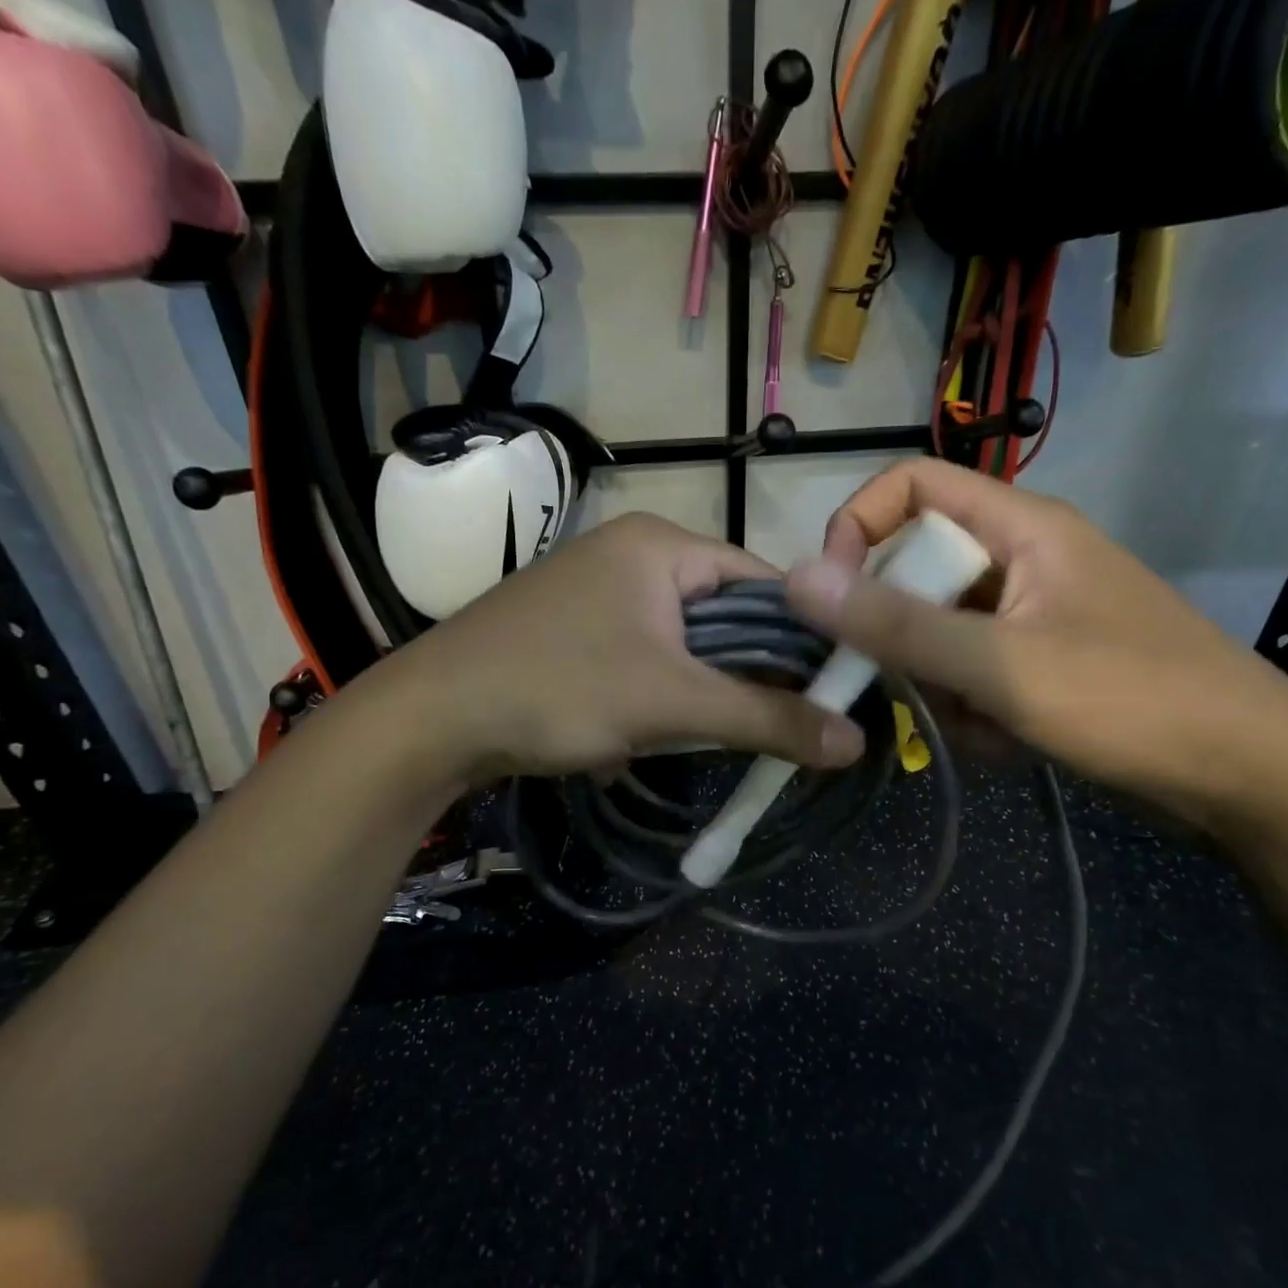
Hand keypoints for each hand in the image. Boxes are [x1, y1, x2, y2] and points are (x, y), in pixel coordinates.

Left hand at [375, 513, 865, 781]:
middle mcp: (632, 553)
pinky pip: (644, 654)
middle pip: (723, 612)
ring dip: (701, 687)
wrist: (431, 718)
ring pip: (683, 639)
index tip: (830, 692)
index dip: (802, 637)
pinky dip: (660, 692)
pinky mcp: (574, 627)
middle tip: (777, 724)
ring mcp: (597, 589)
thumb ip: (766, 719)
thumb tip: (855, 743)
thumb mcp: (671, 704)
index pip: (763, 582)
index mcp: (661, 544)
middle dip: (746, 671)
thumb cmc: (558, 688)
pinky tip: (655, 731)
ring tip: (713, 733)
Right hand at [785, 460, 1287, 832]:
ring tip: (979, 726)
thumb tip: (798, 581)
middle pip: (918, 568)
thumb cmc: (1132, 702)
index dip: (858, 526)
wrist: (1250, 778)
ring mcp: (1032, 614)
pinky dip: (972, 709)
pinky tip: (1006, 743)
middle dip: (900, 634)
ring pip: (938, 630)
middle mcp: (1022, 558)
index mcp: (1021, 527)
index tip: (832, 594)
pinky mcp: (1040, 662)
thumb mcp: (1000, 665)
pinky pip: (971, 670)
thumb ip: (896, 625)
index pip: (911, 485)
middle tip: (905, 686)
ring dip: (938, 684)